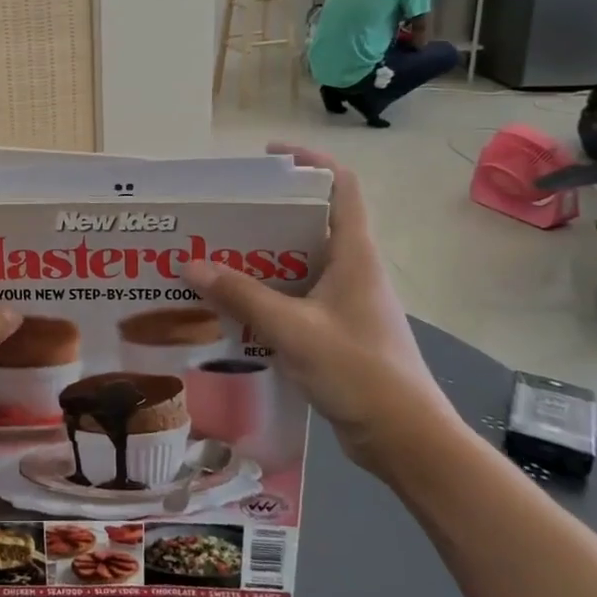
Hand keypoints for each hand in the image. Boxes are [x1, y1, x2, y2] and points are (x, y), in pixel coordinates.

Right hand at [184, 143, 464, 479]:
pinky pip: (294, 298)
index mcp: (353, 254)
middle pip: (310, 222)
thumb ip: (242, 296)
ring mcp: (345, 302)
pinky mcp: (335, 331)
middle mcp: (351, 269)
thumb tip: (191, 264)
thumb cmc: (358, 371)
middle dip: (267, 214)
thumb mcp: (293, 329)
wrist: (405, 439)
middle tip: (222, 214)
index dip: (310, 161)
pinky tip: (231, 306)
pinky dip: (265, 295)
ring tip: (215, 256)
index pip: (341, 186)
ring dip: (261, 258)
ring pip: (299, 264)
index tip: (268, 157)